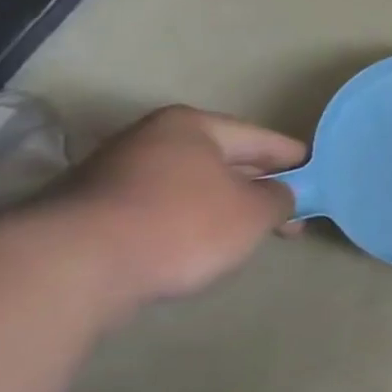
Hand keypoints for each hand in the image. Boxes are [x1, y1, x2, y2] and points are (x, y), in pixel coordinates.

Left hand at [58, 106, 306, 303]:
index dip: (294, 159)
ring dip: (220, 206)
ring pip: (190, 186)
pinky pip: (160, 210)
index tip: (318, 177)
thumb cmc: (181, 224)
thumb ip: (279, 199)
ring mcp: (114, 174)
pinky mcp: (91, 212)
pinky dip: (186, 223)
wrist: (73, 266)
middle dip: (257, 185)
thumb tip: (278, 196)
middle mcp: (150, 139)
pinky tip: (199, 246)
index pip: (261, 139)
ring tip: (248, 233)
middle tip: (289, 213)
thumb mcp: (254, 212)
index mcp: (192, 126)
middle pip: (222, 160)